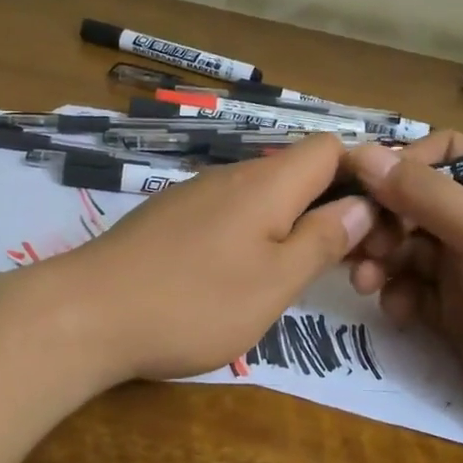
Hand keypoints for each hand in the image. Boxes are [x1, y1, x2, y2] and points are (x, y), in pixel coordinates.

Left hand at [56, 134, 377, 382]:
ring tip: (295, 280)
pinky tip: (237, 280)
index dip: (361, 175)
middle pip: (297, 173)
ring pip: (262, 197)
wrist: (86, 315)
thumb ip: (322, 240)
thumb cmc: (194, 303)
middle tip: (346, 267)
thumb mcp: (275, 282)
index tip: (376, 224)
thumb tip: (361, 205)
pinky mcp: (168, 220)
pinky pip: (227, 215)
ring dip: (289, 228)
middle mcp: (231, 177)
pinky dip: (249, 237)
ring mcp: (194, 196)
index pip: (330, 147)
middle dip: (329, 210)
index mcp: (267, 183)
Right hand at [345, 132, 462, 425]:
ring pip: (403, 247)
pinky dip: (397, 296)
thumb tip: (361, 153)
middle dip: (380, 221)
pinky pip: (409, 288)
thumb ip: (425, 195)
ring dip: (379, 260)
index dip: (400, 165)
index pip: (439, 154)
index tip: (361, 185)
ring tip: (366, 282)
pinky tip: (400, 312)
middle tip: (357, 245)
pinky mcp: (452, 309)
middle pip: (410, 203)